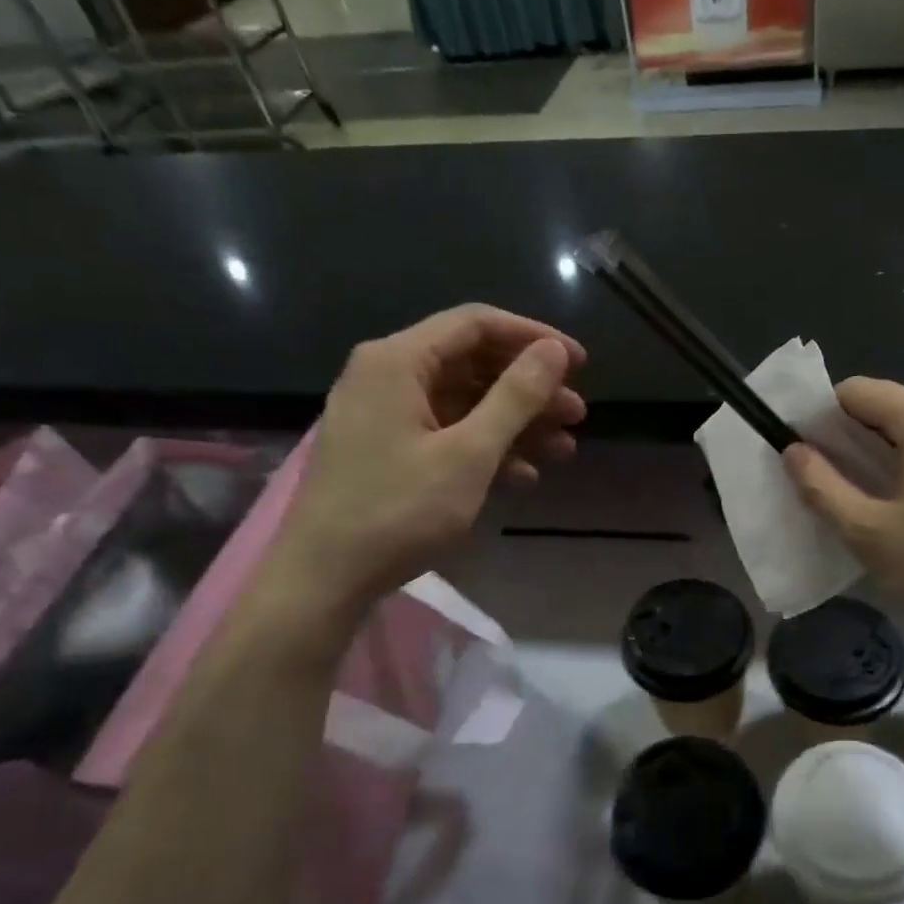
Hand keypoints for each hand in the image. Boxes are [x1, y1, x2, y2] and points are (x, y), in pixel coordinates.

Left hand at [271, 305, 584, 617]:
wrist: (324, 579)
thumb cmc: (398, 511)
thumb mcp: (468, 453)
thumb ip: (515, 397)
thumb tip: (554, 350)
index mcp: (398, 361)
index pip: (477, 324)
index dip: (534, 338)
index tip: (579, 363)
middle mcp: (387, 375)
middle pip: (473, 364)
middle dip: (530, 389)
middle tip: (577, 415)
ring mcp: (384, 414)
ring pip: (464, 402)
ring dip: (516, 423)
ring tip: (564, 449)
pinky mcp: (386, 449)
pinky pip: (446, 432)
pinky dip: (486, 447)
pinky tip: (523, 476)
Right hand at [783, 378, 903, 665]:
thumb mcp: (869, 534)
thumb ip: (821, 485)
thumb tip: (792, 449)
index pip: (859, 391)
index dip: (825, 419)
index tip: (813, 457)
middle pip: (892, 404)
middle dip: (858, 436)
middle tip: (843, 485)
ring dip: (891, 450)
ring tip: (881, 498)